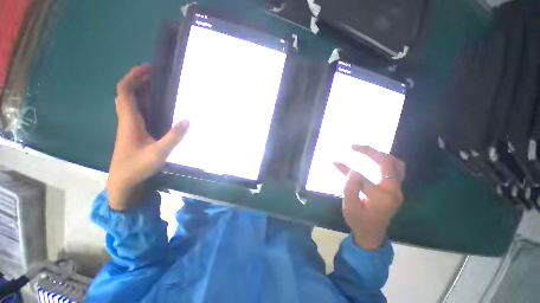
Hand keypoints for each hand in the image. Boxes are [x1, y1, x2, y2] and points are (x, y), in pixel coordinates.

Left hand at [107, 64, 189, 209]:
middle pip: (125, 93)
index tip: (149, 69)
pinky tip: (154, 108)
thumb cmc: (137, 167)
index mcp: (130, 121)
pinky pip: (133, 111)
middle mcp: (126, 120)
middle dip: (138, 81)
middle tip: (157, 77)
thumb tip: (188, 119)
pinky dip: (142, 103)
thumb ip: (174, 136)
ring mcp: (127, 127)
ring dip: (140, 91)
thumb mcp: (159, 153)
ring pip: (128, 102)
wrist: (122, 183)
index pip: (125, 91)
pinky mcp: (131, 133)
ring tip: (157, 88)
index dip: (134, 77)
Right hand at [334, 145, 405, 250]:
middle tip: (354, 146)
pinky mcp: (396, 189)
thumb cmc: (359, 222)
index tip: (334, 161)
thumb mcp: (349, 208)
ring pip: (396, 164)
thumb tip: (353, 171)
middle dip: (370, 151)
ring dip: (380, 154)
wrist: (373, 235)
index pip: (362, 177)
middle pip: (387, 163)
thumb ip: (350, 189)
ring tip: (365, 151)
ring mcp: (397, 190)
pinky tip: (374, 160)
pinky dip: (385, 161)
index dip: (346, 169)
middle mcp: (394, 191)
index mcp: (381, 197)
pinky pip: (395, 169)